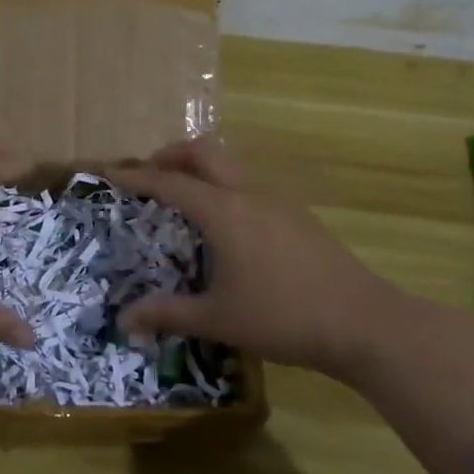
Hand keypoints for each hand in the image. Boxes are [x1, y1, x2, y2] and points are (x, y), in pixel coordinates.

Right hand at [114, 136, 408, 376]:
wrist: (363, 322)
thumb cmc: (282, 317)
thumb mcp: (218, 319)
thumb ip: (168, 314)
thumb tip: (124, 321)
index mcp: (223, 211)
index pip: (169, 182)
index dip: (136, 177)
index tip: (110, 173)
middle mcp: (248, 194)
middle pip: (204, 151)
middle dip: (171, 155)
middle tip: (149, 175)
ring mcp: (278, 200)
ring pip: (231, 163)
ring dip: (201, 167)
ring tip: (184, 195)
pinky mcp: (298, 214)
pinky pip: (249, 182)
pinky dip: (224, 184)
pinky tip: (226, 222)